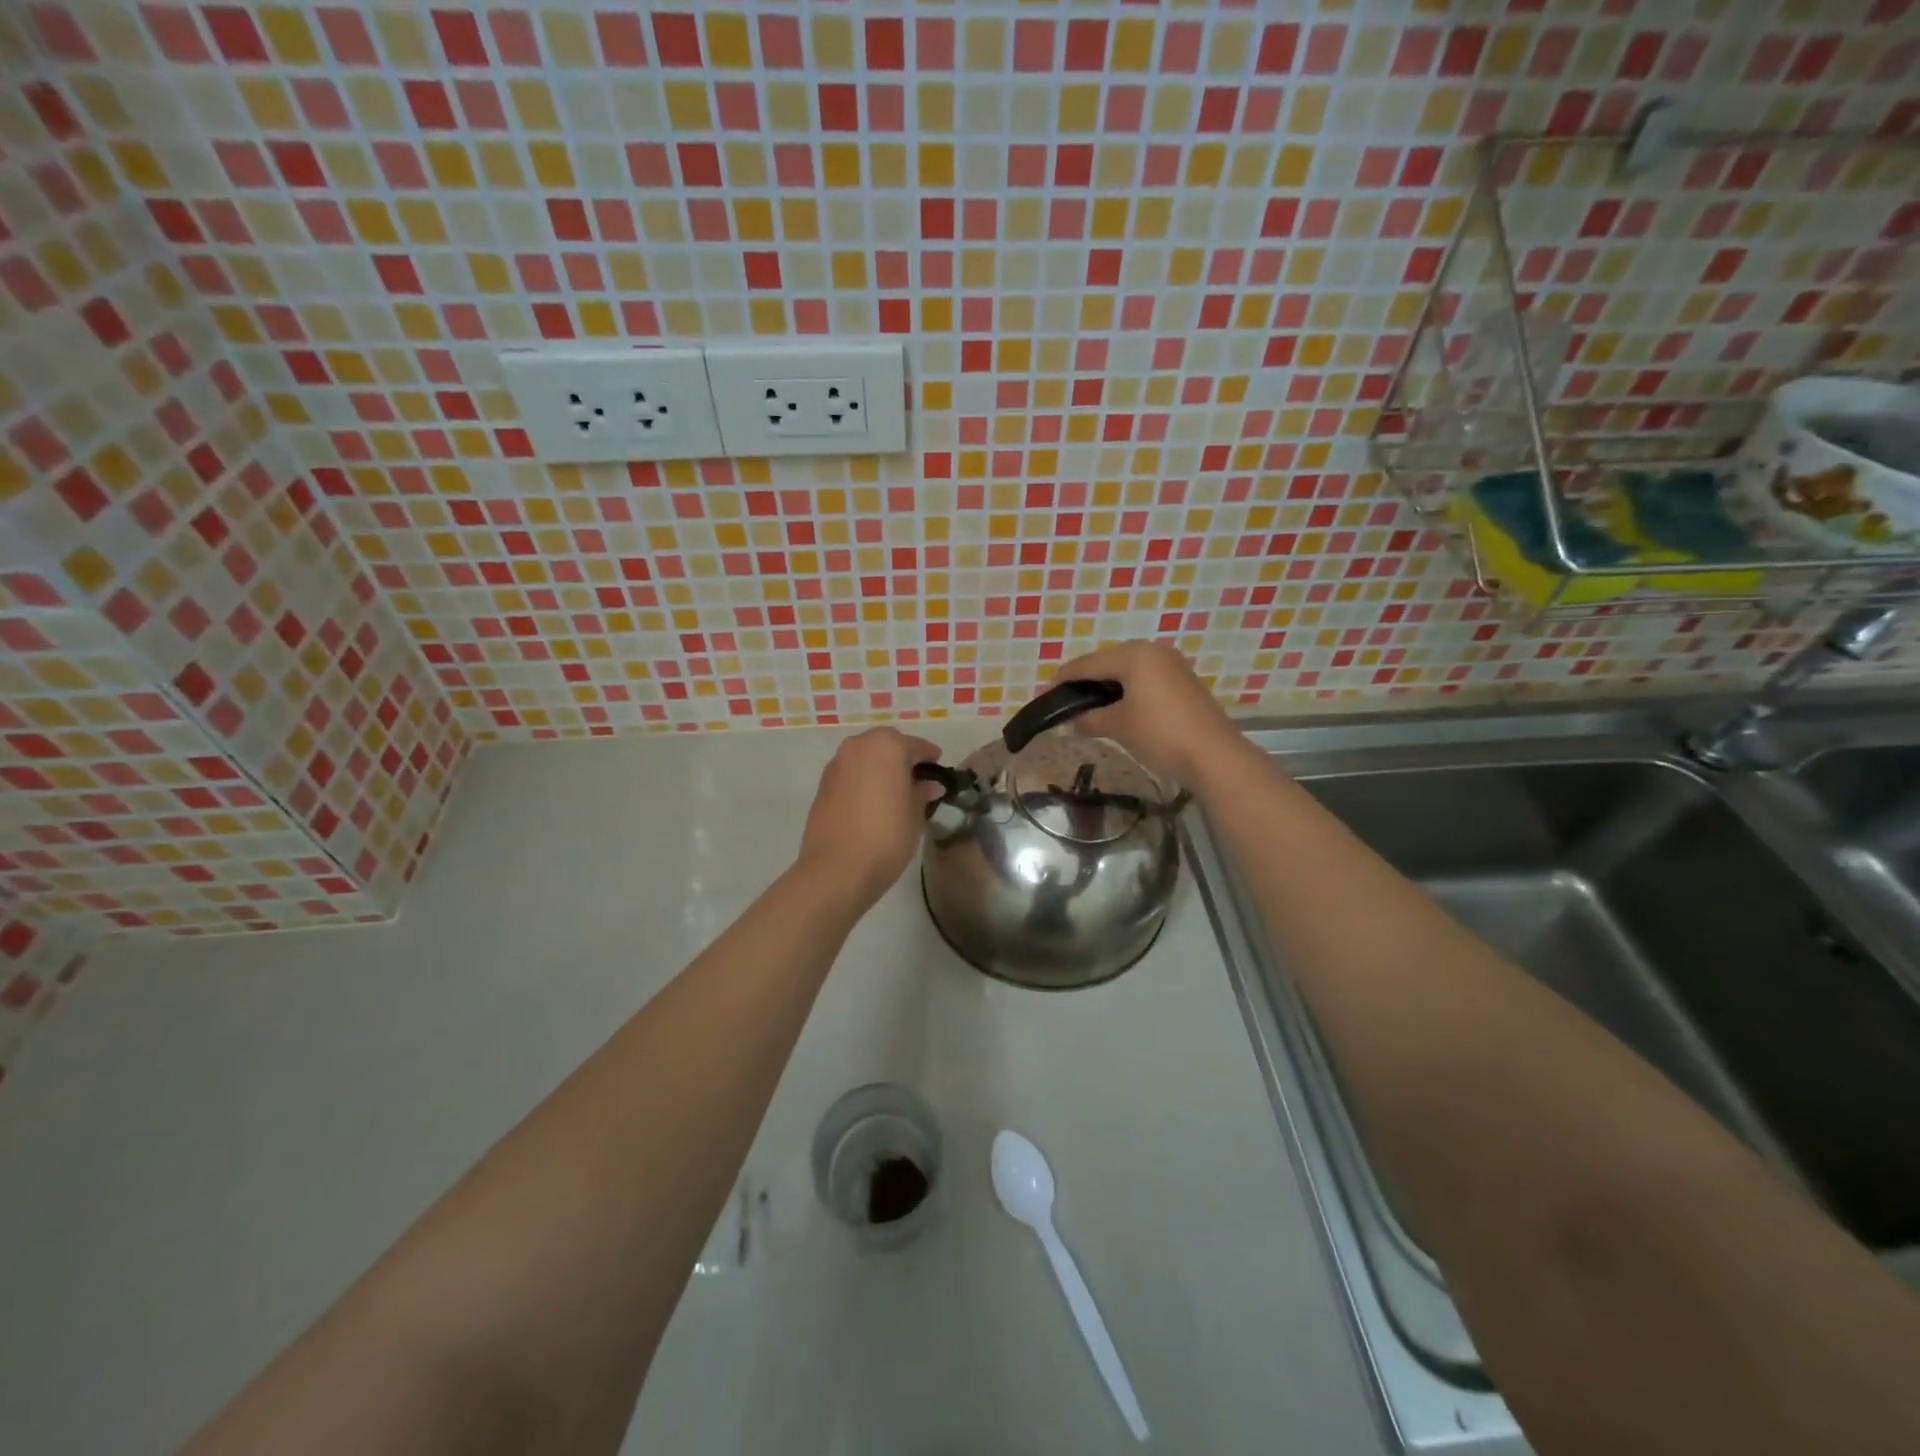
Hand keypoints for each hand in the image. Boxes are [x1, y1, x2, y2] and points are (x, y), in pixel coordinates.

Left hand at [797, 727, 943, 911]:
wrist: (836, 868)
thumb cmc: (886, 836)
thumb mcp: (915, 814)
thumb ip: (923, 792)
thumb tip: (931, 785)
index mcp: (887, 746)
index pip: (916, 746)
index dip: (930, 757)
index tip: (939, 768)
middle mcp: (859, 746)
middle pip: (887, 744)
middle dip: (902, 757)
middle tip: (916, 779)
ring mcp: (837, 764)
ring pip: (865, 757)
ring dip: (880, 767)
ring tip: (894, 792)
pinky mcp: (822, 784)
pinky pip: (850, 773)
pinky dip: (863, 780)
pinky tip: (872, 802)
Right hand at [1047, 641, 1242, 788]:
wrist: (1214, 756)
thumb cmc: (1160, 734)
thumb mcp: (1118, 726)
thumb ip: (1090, 719)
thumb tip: (1073, 722)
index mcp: (1134, 655)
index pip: (1088, 663)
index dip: (1064, 678)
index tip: (1045, 691)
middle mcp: (1154, 651)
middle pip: (1109, 661)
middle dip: (1087, 680)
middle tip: (1066, 699)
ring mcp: (1173, 665)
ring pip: (1129, 670)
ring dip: (1108, 686)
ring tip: (1089, 705)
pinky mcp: (1184, 682)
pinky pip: (1146, 679)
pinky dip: (1128, 690)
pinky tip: (1119, 707)